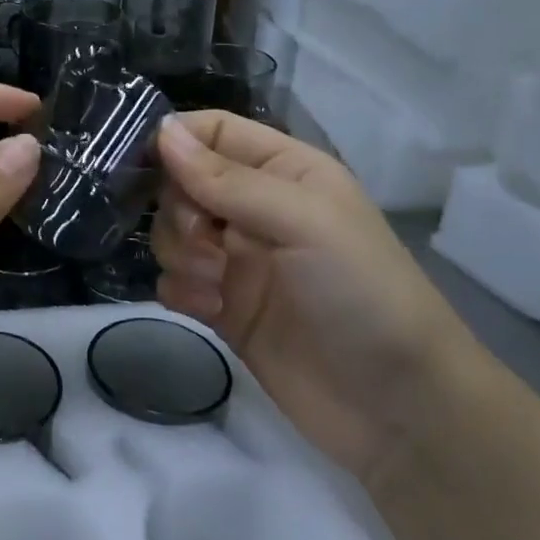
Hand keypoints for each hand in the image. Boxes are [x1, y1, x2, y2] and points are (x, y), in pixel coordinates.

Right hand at [151, 111, 477, 485]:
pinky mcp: (222, 307)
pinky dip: (180, 290)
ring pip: (172, 232)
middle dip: (179, 209)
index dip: (177, 140)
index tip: (143, 163)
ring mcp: (237, 260)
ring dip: (180, 253)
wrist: (395, 407)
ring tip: (215, 284)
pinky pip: (174, 280)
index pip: (214, 132)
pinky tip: (209, 310)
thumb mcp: (304, 222)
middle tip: (205, 241)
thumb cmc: (361, 293)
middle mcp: (256, 208)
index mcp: (285, 171)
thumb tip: (162, 131)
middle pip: (182, 183)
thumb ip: (228, 179)